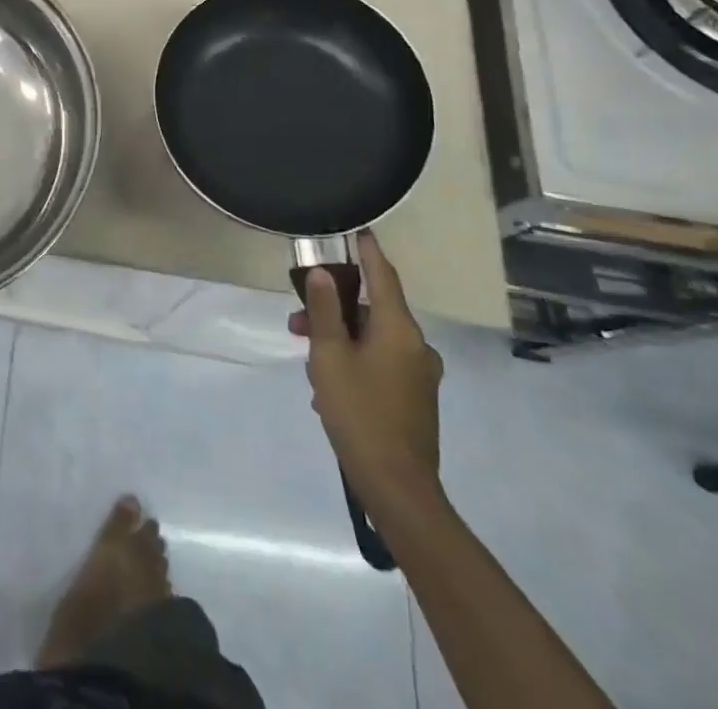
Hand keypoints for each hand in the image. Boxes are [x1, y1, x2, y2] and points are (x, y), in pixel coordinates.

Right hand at [287, 233, 442, 502]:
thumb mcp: (329, 356)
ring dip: (340, 340)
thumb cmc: (359, 413)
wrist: (397, 487)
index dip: (368, 250)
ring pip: (374, 339)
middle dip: (335, 309)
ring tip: (309, 363)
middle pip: (373, 310)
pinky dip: (355, 361)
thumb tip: (323, 273)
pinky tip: (329, 387)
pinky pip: (381, 363)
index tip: (356, 230)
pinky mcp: (416, 398)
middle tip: (298, 321)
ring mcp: (420, 374)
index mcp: (399, 329)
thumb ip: (324, 311)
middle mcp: (417, 346)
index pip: (383, 275)